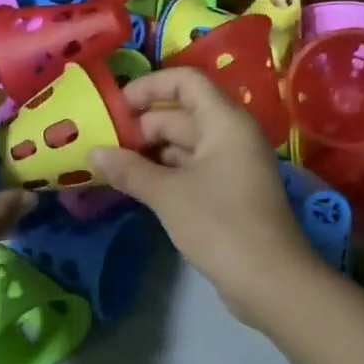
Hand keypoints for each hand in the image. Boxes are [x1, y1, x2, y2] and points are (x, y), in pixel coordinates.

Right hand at [89, 68, 321, 325]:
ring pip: (182, 146)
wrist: (270, 281)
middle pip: (180, 114)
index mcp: (224, 122)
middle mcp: (230, 136)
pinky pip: (189, 170)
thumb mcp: (168, 194)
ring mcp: (230, 166)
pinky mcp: (226, 194)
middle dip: (140, 126)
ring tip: (109, 164)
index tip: (115, 106)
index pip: (186, 82)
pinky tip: (133, 186)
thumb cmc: (220, 225)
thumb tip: (94, 153)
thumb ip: (129, 169)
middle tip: (101, 143)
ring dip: (147, 153)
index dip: (149, 87)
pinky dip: (162, 174)